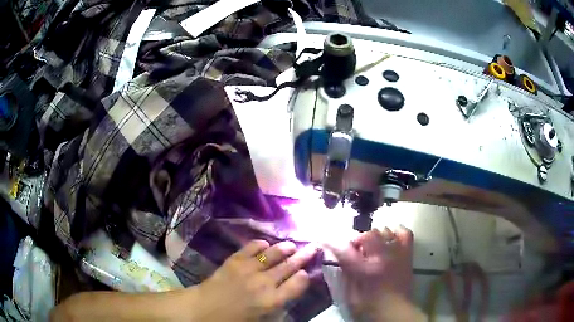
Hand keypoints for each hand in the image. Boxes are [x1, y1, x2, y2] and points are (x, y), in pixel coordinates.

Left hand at [192, 240, 317, 321]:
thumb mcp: (259, 319)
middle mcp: (264, 283)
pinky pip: (251, 248)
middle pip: (289, 266)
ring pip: (273, 254)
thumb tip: (285, 293)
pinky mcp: (235, 260)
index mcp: (272, 301)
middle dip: (303, 256)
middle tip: (313, 247)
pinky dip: (260, 244)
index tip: (306, 273)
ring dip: (284, 248)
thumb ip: (275, 305)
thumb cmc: (232, 320)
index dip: (304, 277)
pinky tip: (265, 243)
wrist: (203, 309)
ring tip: (292, 245)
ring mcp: (249, 269)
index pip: (297, 284)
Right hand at [326, 226, 415, 320]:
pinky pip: (404, 233)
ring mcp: (397, 253)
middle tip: (356, 251)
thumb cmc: (370, 306)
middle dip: (358, 240)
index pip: (345, 250)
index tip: (324, 239)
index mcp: (366, 270)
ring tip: (372, 249)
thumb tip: (340, 258)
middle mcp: (382, 257)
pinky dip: (395, 233)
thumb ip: (346, 274)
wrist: (396, 311)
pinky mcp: (407, 254)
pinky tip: (389, 239)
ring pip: (384, 230)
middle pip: (368, 235)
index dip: (332, 243)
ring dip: (374, 238)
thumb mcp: (350, 294)